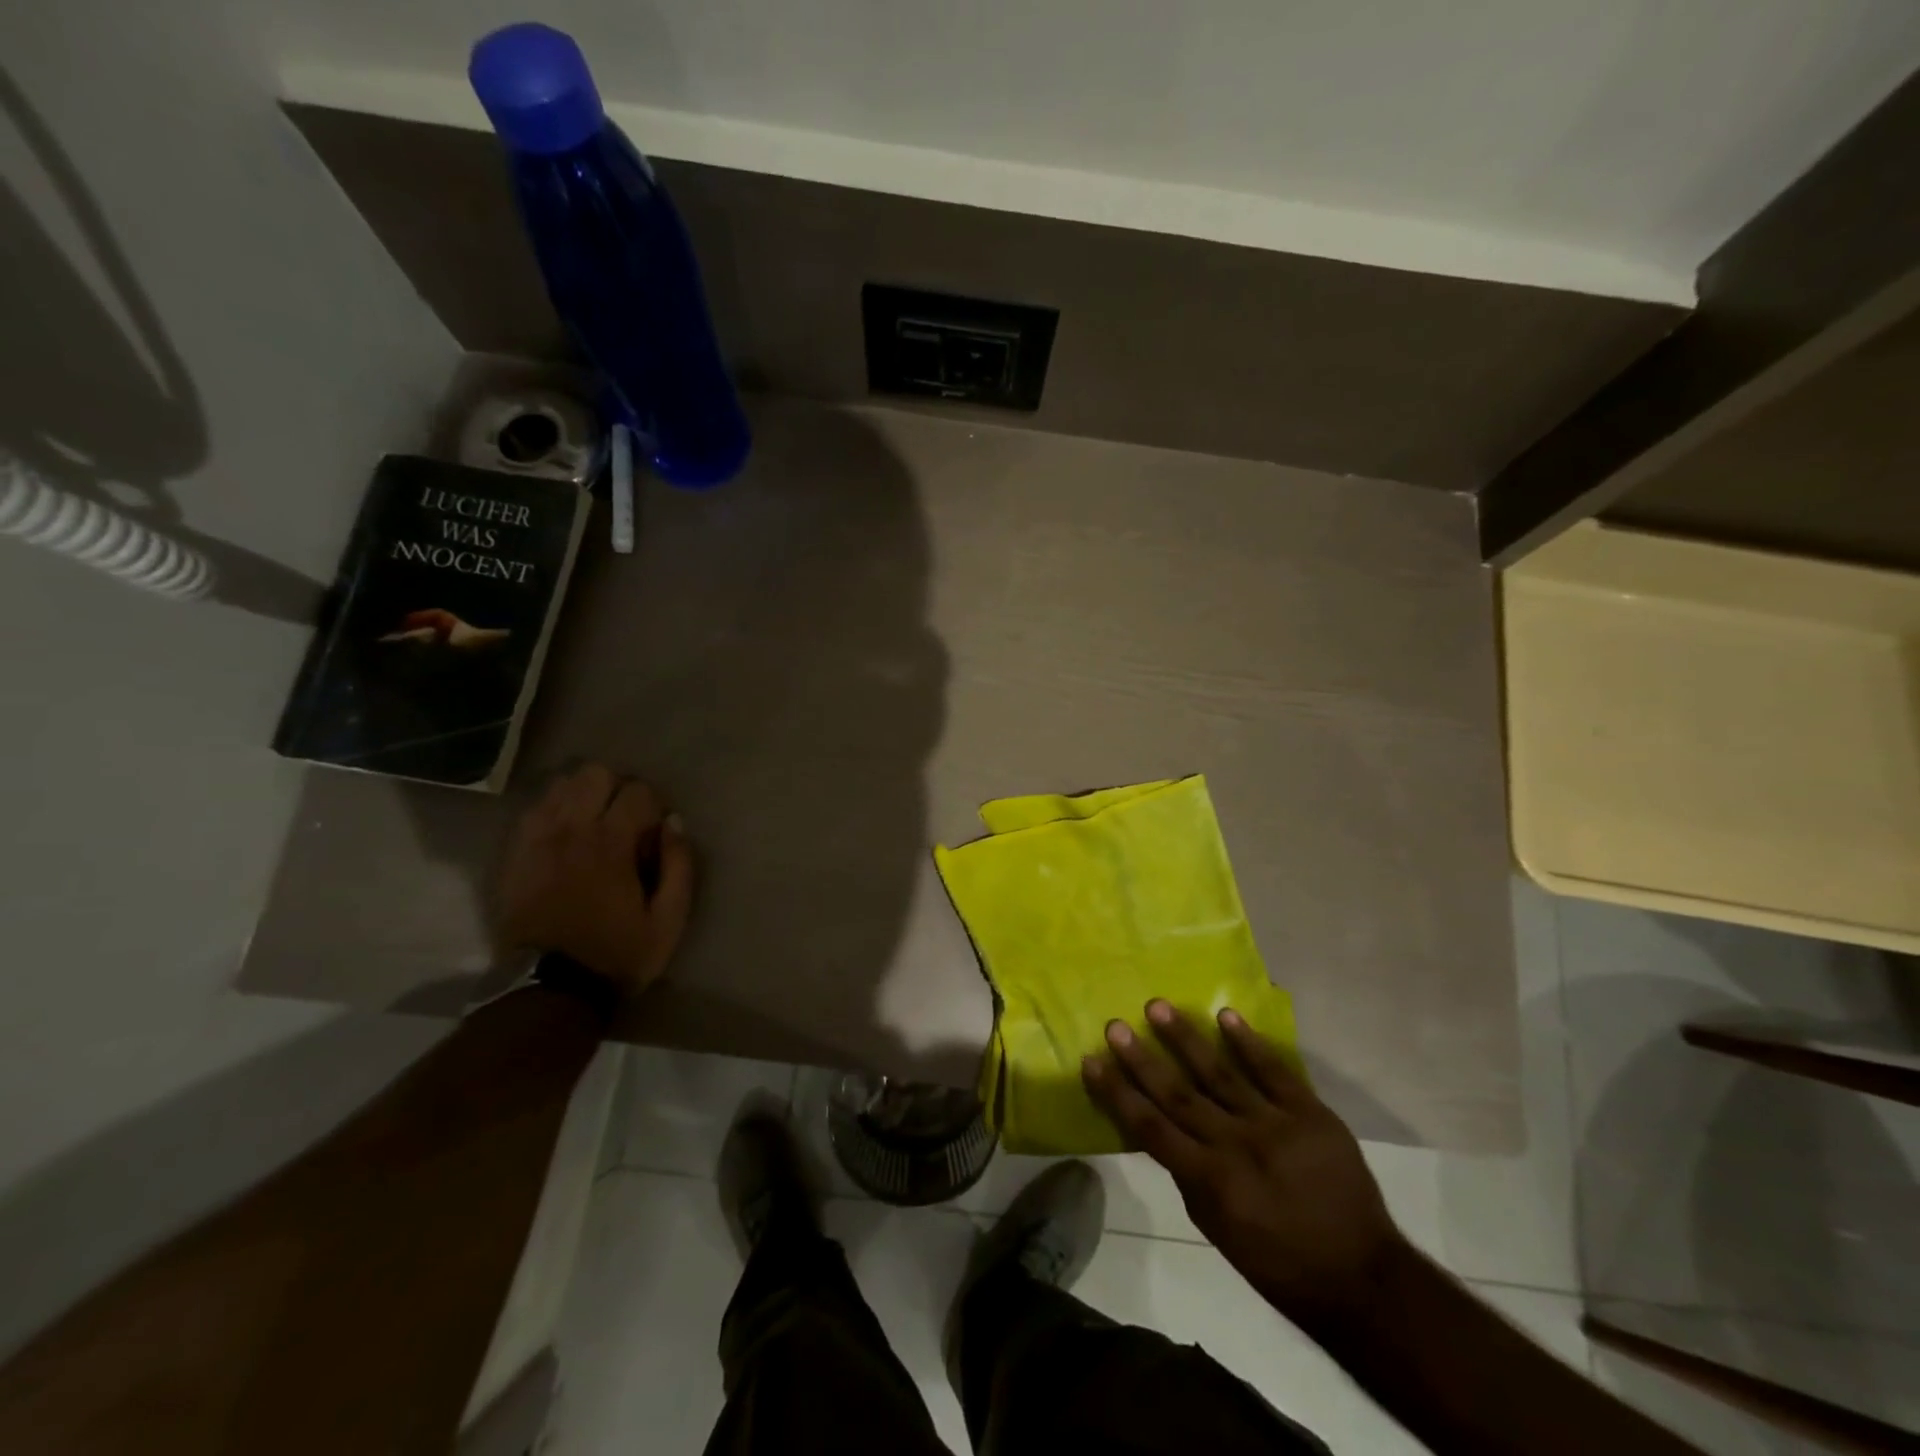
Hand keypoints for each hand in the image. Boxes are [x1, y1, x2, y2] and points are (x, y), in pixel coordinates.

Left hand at [496, 763, 694, 995]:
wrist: (550, 991)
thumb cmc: (617, 954)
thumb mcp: (669, 919)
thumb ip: (679, 865)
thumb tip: (674, 823)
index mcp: (611, 843)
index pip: (638, 791)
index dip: (654, 806)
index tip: (655, 834)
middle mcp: (571, 830)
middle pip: (595, 774)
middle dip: (617, 790)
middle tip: (625, 822)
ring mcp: (537, 840)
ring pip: (561, 785)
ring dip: (583, 796)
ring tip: (593, 825)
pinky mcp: (515, 855)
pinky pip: (533, 810)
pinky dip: (554, 811)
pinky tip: (565, 835)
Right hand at [1082, 1000, 1403, 1328]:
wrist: (1362, 1278)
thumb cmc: (1279, 1263)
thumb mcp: (1218, 1231)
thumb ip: (1188, 1176)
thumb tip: (1162, 1130)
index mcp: (1210, 1182)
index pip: (1150, 1128)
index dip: (1117, 1094)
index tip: (1092, 1061)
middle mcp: (1235, 1146)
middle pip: (1178, 1095)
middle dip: (1142, 1059)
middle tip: (1116, 1025)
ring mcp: (1275, 1126)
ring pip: (1220, 1074)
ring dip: (1186, 1039)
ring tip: (1157, 1006)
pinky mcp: (1311, 1114)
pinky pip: (1275, 1072)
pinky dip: (1249, 1043)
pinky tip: (1226, 1016)